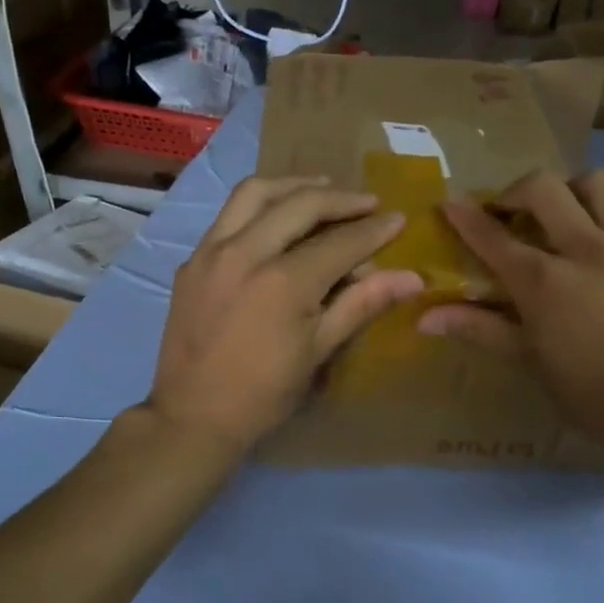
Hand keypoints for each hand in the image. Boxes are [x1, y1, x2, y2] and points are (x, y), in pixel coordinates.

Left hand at [147, 176, 424, 454]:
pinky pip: (228, 215)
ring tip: (321, 188)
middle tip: (367, 202)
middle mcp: (245, 253)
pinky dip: (259, 205)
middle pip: (299, 204)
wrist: (193, 416)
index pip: (340, 242)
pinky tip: (276, 217)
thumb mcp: (319, 351)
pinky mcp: (192, 260)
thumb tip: (411, 278)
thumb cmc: (264, 393)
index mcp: (283, 281)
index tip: (398, 218)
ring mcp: (211, 252)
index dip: (374, 230)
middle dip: (339, 199)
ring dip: (293, 185)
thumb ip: (362, 304)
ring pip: (254, 193)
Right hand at [420, 170, 603, 461]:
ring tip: (569, 216)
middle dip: (517, 190)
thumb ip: (480, 329)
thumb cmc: (593, 395)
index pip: (493, 237)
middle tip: (512, 213)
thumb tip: (424, 318)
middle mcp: (586, 250)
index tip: (450, 204)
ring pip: (600, 183)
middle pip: (544, 188)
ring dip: (574, 192)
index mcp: (544, 282)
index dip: (466, 217)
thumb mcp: (530, 363)